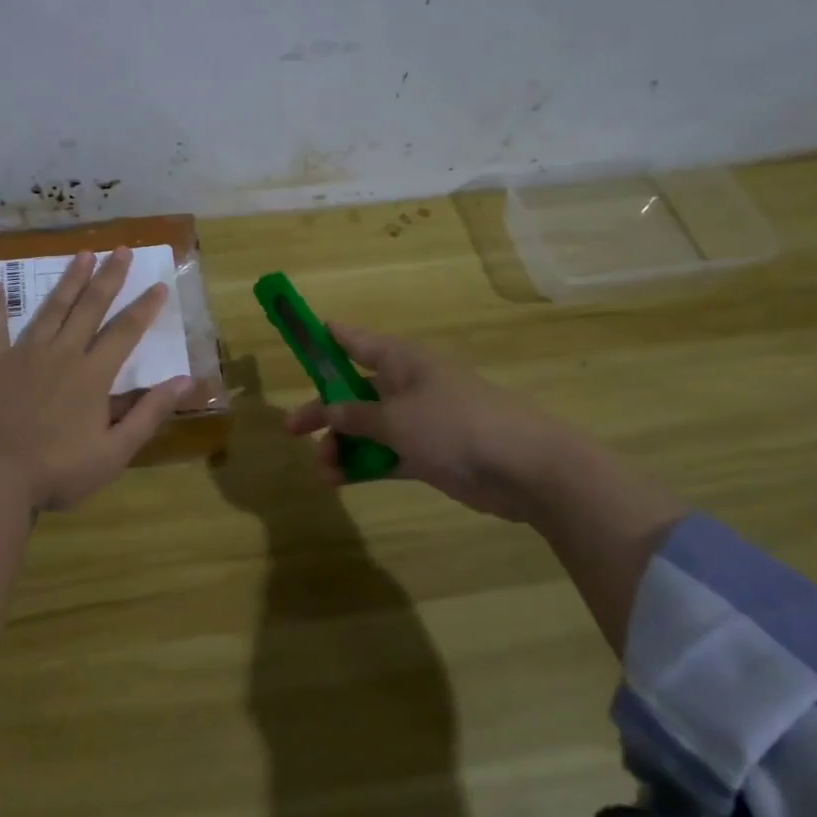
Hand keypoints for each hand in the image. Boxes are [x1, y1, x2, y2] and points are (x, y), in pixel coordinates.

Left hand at [0, 248, 192, 512]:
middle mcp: (62, 353)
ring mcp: (25, 354)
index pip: (126, 332)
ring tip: (82, 254)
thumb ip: (149, 413)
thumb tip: (185, 381)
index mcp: (93, 375)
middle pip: (90, 308)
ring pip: (51, 309)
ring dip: (69, 281)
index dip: (144, 307)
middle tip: (121, 249)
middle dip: (108, 277)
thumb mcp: (115, 451)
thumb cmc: (59, 470)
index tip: (159, 284)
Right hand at [283, 323, 581, 523]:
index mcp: (401, 361)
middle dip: (324, 409)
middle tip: (292, 429)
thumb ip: (355, 416)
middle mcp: (407, 385)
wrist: (525, 467)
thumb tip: (326, 411)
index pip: (354, 340)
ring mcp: (419, 420)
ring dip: (342, 444)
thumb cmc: (454, 425)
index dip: (325, 338)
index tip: (298, 336)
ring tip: (322, 470)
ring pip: (368, 427)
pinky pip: (385, 454)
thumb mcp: (395, 418)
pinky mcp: (429, 453)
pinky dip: (364, 464)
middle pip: (354, 391)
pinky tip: (340, 480)